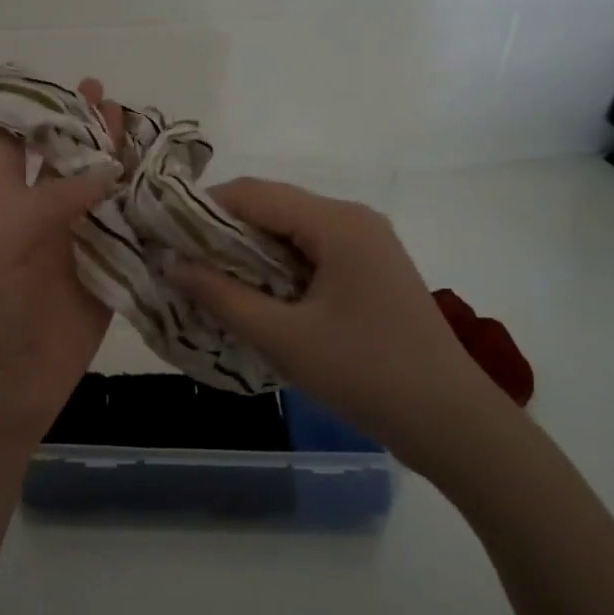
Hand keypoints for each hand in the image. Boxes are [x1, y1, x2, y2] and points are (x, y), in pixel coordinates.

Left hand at [0, 80, 125, 447]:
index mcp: (6, 205)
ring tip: (146, 132)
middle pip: (66, 164)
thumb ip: (50, 202)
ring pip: (104, 197)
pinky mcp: (108, 280)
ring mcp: (78, 249)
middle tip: (110, 98)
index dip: (21, 114)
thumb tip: (107, 170)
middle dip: (84, 130)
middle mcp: (44, 219)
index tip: (46, 80)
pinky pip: (131, 241)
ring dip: (122, 167)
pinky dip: (148, 217)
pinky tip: (170, 193)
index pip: (7, 147)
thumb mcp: (2, 247)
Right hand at [167, 179, 519, 466]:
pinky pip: (311, 254)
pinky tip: (254, 297)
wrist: (450, 421)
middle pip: (272, 207)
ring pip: (290, 232)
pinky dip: (277, 268)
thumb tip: (170, 264)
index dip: (201, 209)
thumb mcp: (283, 338)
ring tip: (207, 281)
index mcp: (336, 222)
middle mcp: (353, 219)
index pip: (252, 193)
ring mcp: (367, 244)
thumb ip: (222, 296)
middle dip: (222, 232)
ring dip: (248, 252)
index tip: (162, 235)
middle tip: (179, 263)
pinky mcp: (371, 271)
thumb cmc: (365, 373)